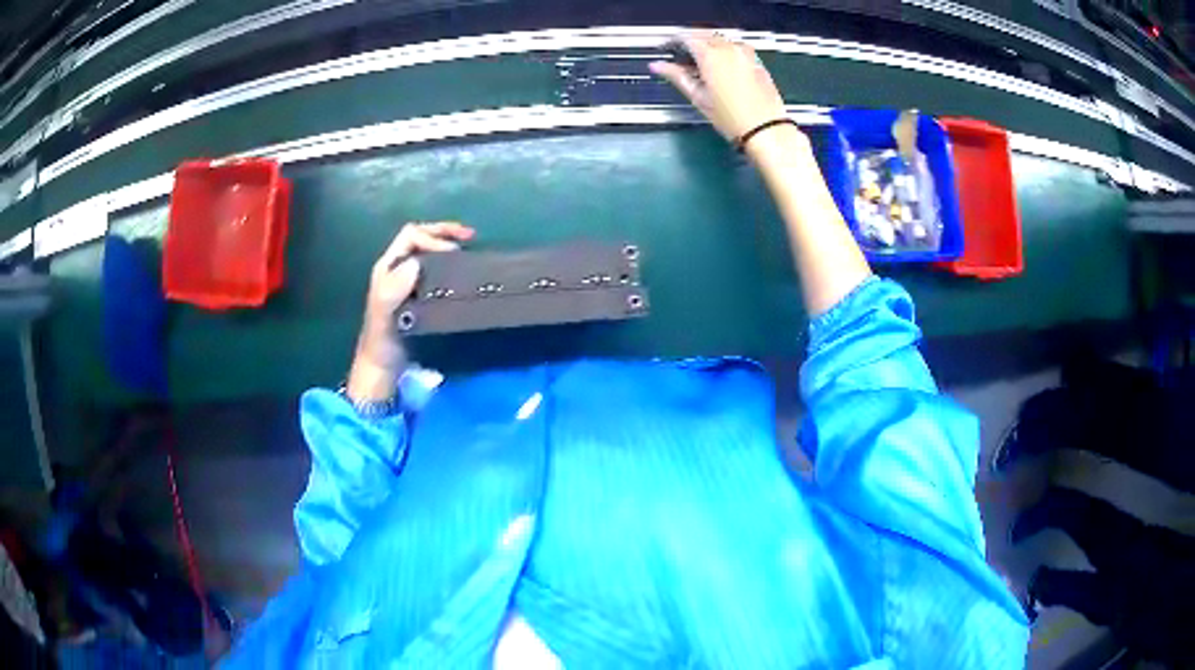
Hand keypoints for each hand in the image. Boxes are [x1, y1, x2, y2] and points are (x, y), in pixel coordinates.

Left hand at [349, 222, 473, 400]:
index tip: (454, 252)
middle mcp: (397, 269)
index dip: (433, 237)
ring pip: (428, 252)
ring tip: (470, 248)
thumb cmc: (382, 340)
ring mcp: (407, 281)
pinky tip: (462, 272)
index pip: (411, 236)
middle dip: (443, 232)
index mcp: (388, 267)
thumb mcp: (384, 315)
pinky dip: (449, 264)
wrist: (383, 367)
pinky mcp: (418, 295)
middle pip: (419, 237)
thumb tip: (417, 263)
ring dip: (447, 244)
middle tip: (471, 236)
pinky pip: (434, 269)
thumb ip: (393, 289)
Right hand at [650, 33, 789, 144]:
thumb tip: (657, 66)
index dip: (672, 41)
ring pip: (720, 39)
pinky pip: (735, 46)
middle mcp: (728, 48)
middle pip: (704, 34)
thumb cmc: (730, 118)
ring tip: (700, 61)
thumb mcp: (698, 97)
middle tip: (681, 55)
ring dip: (708, 44)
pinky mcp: (756, 60)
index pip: (686, 37)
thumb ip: (676, 76)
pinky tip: (720, 65)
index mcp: (710, 55)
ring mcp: (745, 53)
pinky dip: (724, 50)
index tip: (666, 48)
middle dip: (690, 41)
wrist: (766, 129)